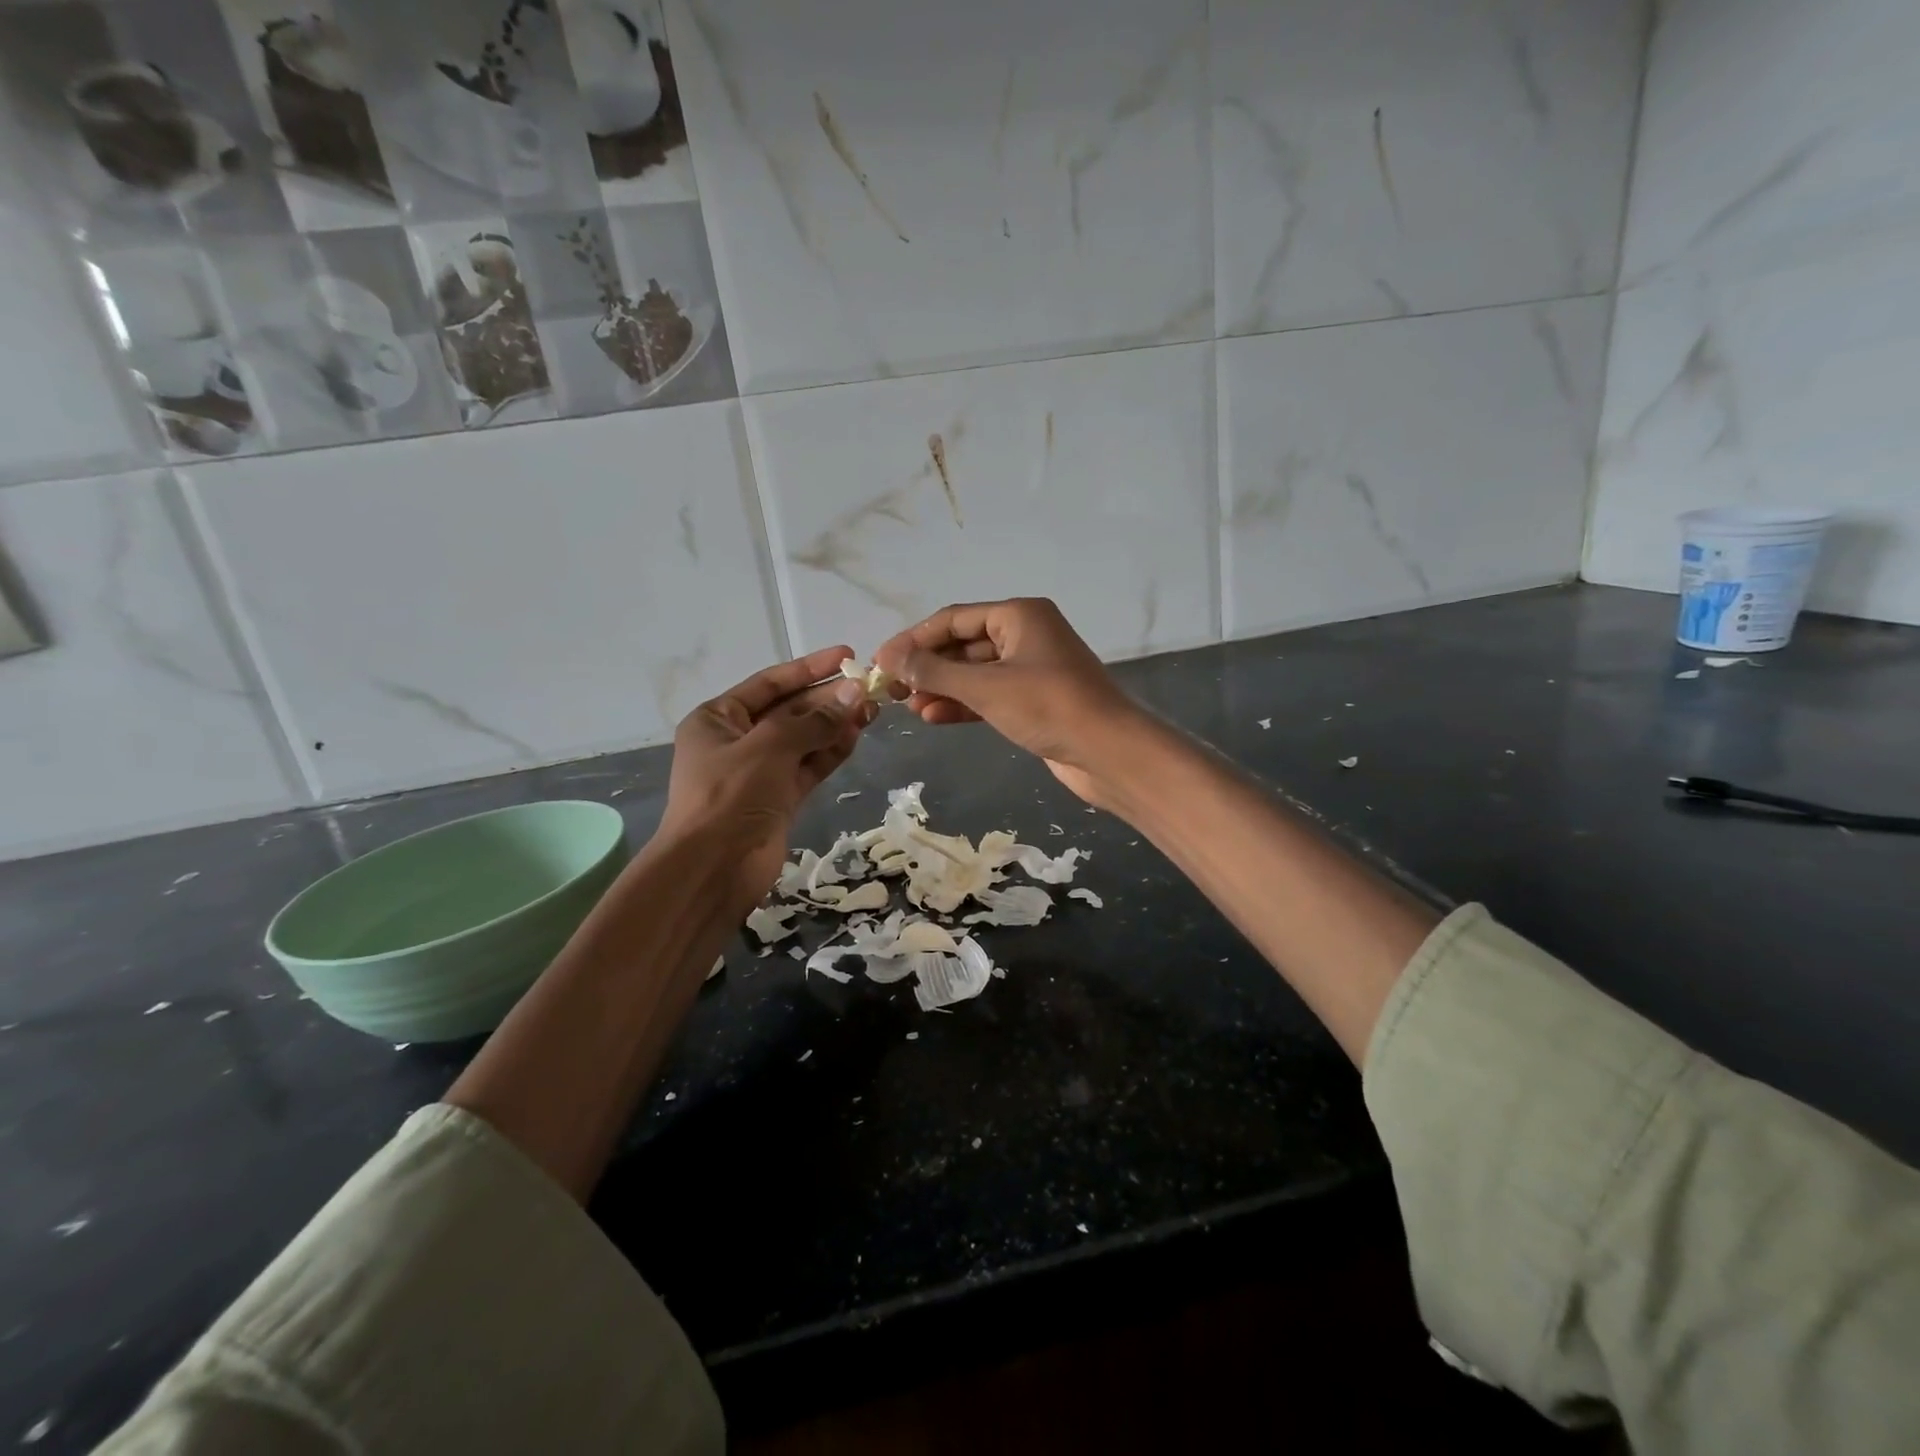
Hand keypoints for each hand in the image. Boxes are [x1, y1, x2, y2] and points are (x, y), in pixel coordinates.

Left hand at [657, 645, 874, 916]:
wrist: (713, 869)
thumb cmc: (730, 796)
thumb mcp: (769, 748)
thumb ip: (814, 720)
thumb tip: (855, 693)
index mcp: (719, 718)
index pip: (770, 683)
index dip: (809, 668)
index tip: (846, 655)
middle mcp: (738, 740)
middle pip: (790, 710)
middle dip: (827, 699)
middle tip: (869, 688)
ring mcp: (760, 771)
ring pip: (804, 740)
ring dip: (835, 725)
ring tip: (871, 711)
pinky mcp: (780, 798)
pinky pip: (809, 766)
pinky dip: (831, 752)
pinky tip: (856, 737)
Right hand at [873, 598, 1148, 804]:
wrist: (1108, 752)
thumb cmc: (1047, 707)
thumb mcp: (986, 687)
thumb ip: (935, 672)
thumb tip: (892, 659)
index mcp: (1019, 615)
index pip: (953, 619)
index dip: (914, 639)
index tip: (881, 661)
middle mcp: (1025, 634)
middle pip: (963, 645)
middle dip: (927, 666)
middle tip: (892, 689)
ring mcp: (1031, 669)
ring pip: (974, 673)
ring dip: (942, 688)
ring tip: (909, 707)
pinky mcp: (1034, 701)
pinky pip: (989, 695)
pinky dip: (962, 704)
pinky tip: (933, 717)